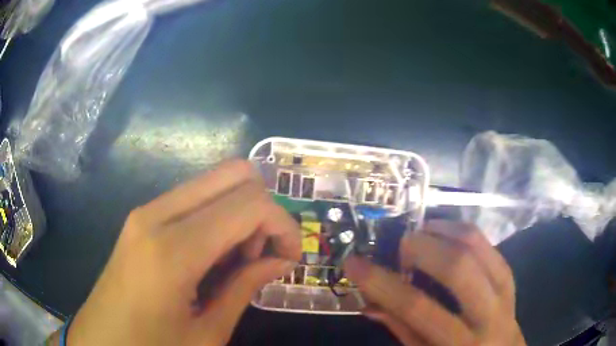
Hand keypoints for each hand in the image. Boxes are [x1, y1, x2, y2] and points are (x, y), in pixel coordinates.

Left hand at [66, 160, 301, 344]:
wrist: (102, 340)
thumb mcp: (208, 333)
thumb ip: (246, 288)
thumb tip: (281, 260)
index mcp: (173, 250)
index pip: (249, 203)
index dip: (284, 224)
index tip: (292, 256)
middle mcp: (157, 214)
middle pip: (234, 174)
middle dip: (263, 208)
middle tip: (263, 252)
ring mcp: (146, 211)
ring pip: (214, 181)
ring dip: (240, 212)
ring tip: (238, 259)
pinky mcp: (142, 217)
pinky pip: (194, 197)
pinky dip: (218, 216)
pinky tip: (213, 255)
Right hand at [344, 221, 524, 345]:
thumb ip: (402, 330)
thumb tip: (370, 303)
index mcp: (460, 345)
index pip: (418, 309)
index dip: (382, 284)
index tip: (354, 263)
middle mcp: (487, 315)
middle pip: (457, 269)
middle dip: (422, 248)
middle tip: (400, 247)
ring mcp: (504, 292)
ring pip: (478, 248)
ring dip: (444, 231)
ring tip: (420, 231)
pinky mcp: (510, 278)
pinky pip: (489, 246)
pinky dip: (463, 232)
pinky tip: (444, 232)